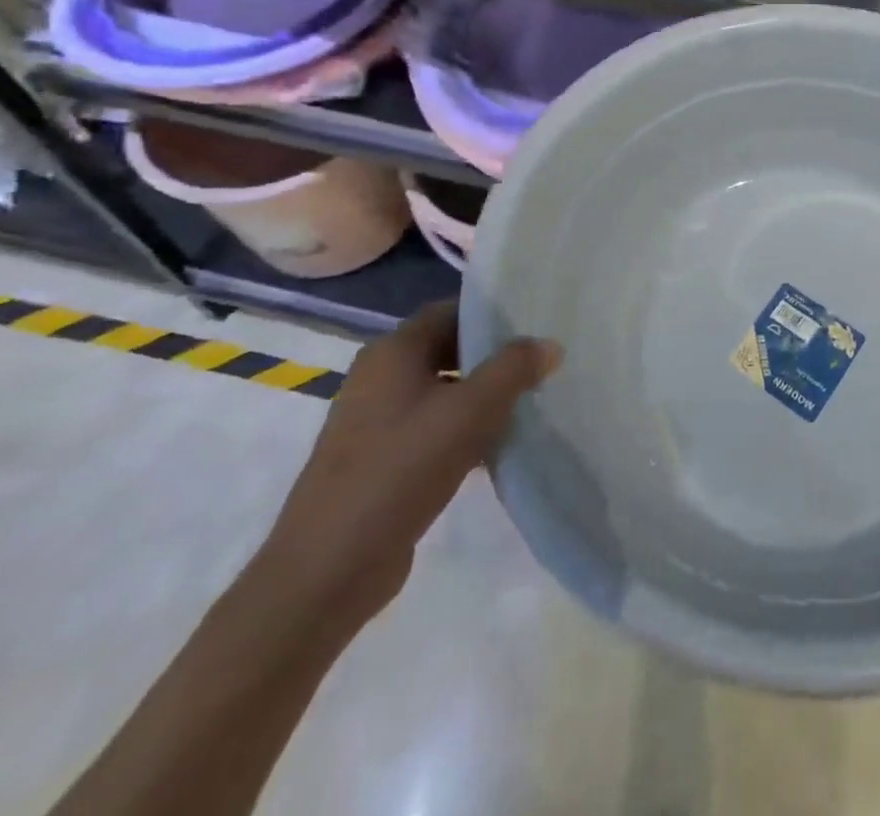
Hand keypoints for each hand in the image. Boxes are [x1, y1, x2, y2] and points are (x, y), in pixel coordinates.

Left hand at [256, 301, 561, 628]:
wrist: (329, 568)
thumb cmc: (401, 469)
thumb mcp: (471, 411)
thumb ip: (514, 369)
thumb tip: (550, 344)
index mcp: (392, 352)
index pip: (450, 311)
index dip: (492, 313)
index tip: (535, 321)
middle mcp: (379, 377)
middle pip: (447, 350)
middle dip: (493, 357)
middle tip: (540, 363)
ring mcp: (374, 421)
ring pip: (442, 392)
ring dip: (482, 397)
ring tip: (529, 403)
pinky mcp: (378, 461)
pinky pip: (431, 429)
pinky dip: (463, 431)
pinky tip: (496, 449)